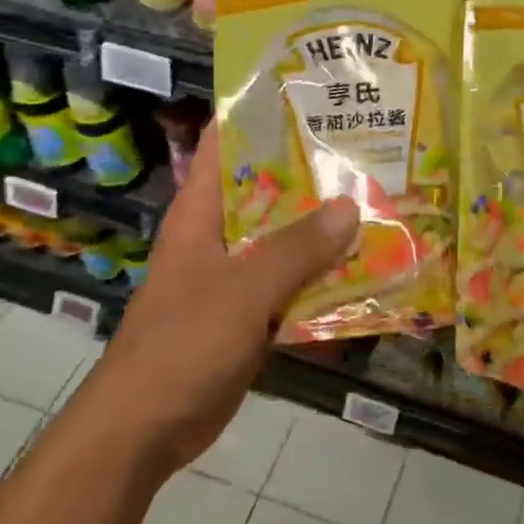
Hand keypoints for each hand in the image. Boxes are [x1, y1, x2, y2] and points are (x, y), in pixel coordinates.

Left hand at [74, 127, 358, 482]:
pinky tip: (366, 268)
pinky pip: (292, 283)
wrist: (144, 430)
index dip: (260, 113)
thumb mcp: (243, 291)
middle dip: (312, 171)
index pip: (224, 143)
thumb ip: (297, 249)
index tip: (311, 93)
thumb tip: (351, 204)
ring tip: (380, 199)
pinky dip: (322, 276)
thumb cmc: (182, 345)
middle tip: (368, 147)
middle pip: (267, 189)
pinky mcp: (249, 313)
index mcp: (201, 213)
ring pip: (285, 238)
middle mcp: (218, 235)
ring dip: (324, 228)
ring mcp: (234, 276)